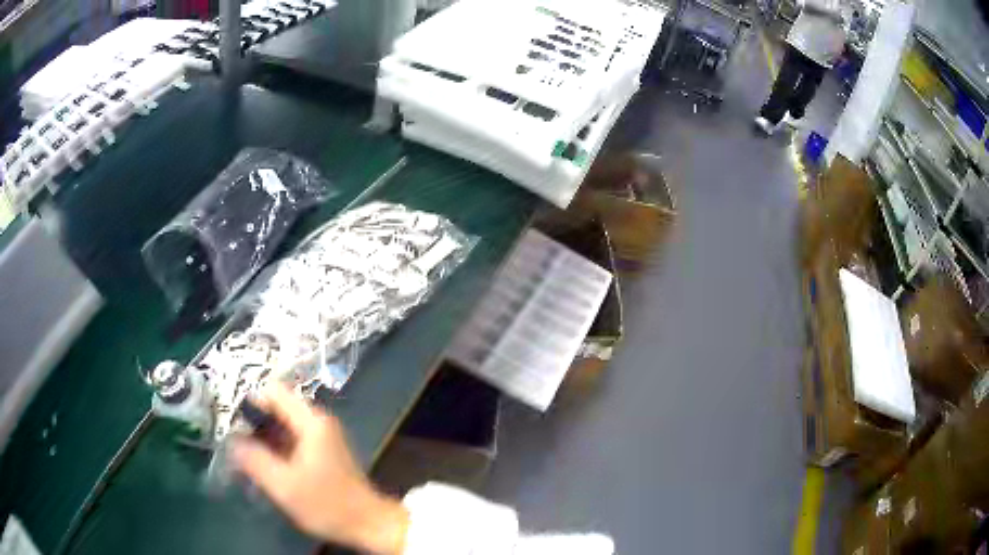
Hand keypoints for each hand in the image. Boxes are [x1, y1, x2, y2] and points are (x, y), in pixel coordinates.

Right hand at [230, 383, 408, 553]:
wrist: (369, 524)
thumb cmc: (327, 505)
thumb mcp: (284, 485)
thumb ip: (254, 460)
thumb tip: (231, 441)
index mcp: (311, 421)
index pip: (273, 391)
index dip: (250, 402)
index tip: (233, 424)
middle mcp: (318, 421)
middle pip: (278, 407)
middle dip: (255, 423)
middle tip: (236, 443)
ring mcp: (323, 437)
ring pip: (284, 425)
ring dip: (265, 438)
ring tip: (246, 456)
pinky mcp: (324, 452)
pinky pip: (293, 440)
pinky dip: (277, 448)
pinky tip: (266, 467)